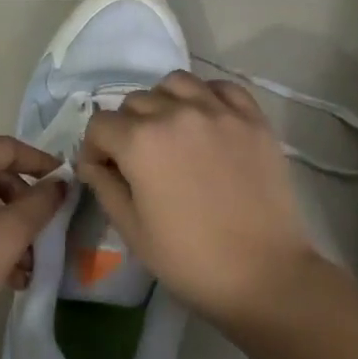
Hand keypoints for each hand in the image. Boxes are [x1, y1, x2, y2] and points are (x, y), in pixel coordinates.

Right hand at [78, 71, 315, 323]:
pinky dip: (207, 96)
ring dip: (163, 102)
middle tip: (137, 159)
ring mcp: (218, 111)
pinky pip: (221, 88)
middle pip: (135, 101)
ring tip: (170, 131)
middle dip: (126, 127)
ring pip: (176, 83)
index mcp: (140, 141)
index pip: (100, 124)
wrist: (265, 274)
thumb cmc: (190, 259)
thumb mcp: (132, 230)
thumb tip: (93, 162)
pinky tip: (207, 120)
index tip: (102, 170)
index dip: (94, 148)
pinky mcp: (252, 119)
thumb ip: (104, 185)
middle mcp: (176, 113)